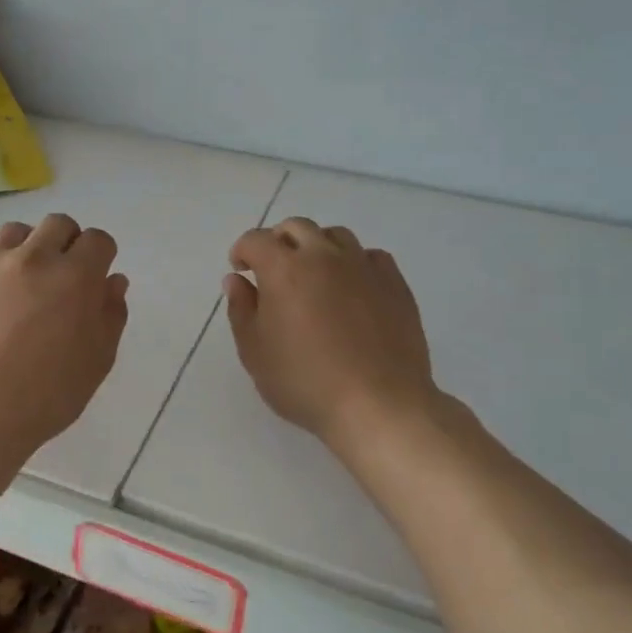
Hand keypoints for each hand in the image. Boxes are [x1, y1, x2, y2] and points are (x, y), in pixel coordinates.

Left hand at [0, 214, 128, 459]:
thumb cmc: (44, 398)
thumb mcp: (97, 362)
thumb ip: (111, 314)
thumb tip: (112, 280)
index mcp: (74, 277)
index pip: (98, 239)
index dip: (100, 257)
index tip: (93, 278)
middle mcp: (32, 257)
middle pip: (58, 224)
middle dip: (66, 244)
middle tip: (58, 278)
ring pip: (15, 231)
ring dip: (25, 249)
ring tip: (18, 283)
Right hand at [225, 218, 438, 452]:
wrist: (378, 405)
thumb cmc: (306, 382)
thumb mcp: (255, 353)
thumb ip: (241, 309)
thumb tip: (237, 280)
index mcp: (284, 269)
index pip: (256, 240)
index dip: (243, 250)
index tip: (241, 270)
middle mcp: (323, 255)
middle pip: (296, 227)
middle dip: (278, 242)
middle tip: (274, 270)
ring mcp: (363, 266)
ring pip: (335, 236)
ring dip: (317, 247)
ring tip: (314, 275)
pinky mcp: (394, 283)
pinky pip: (370, 256)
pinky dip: (354, 262)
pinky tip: (352, 287)